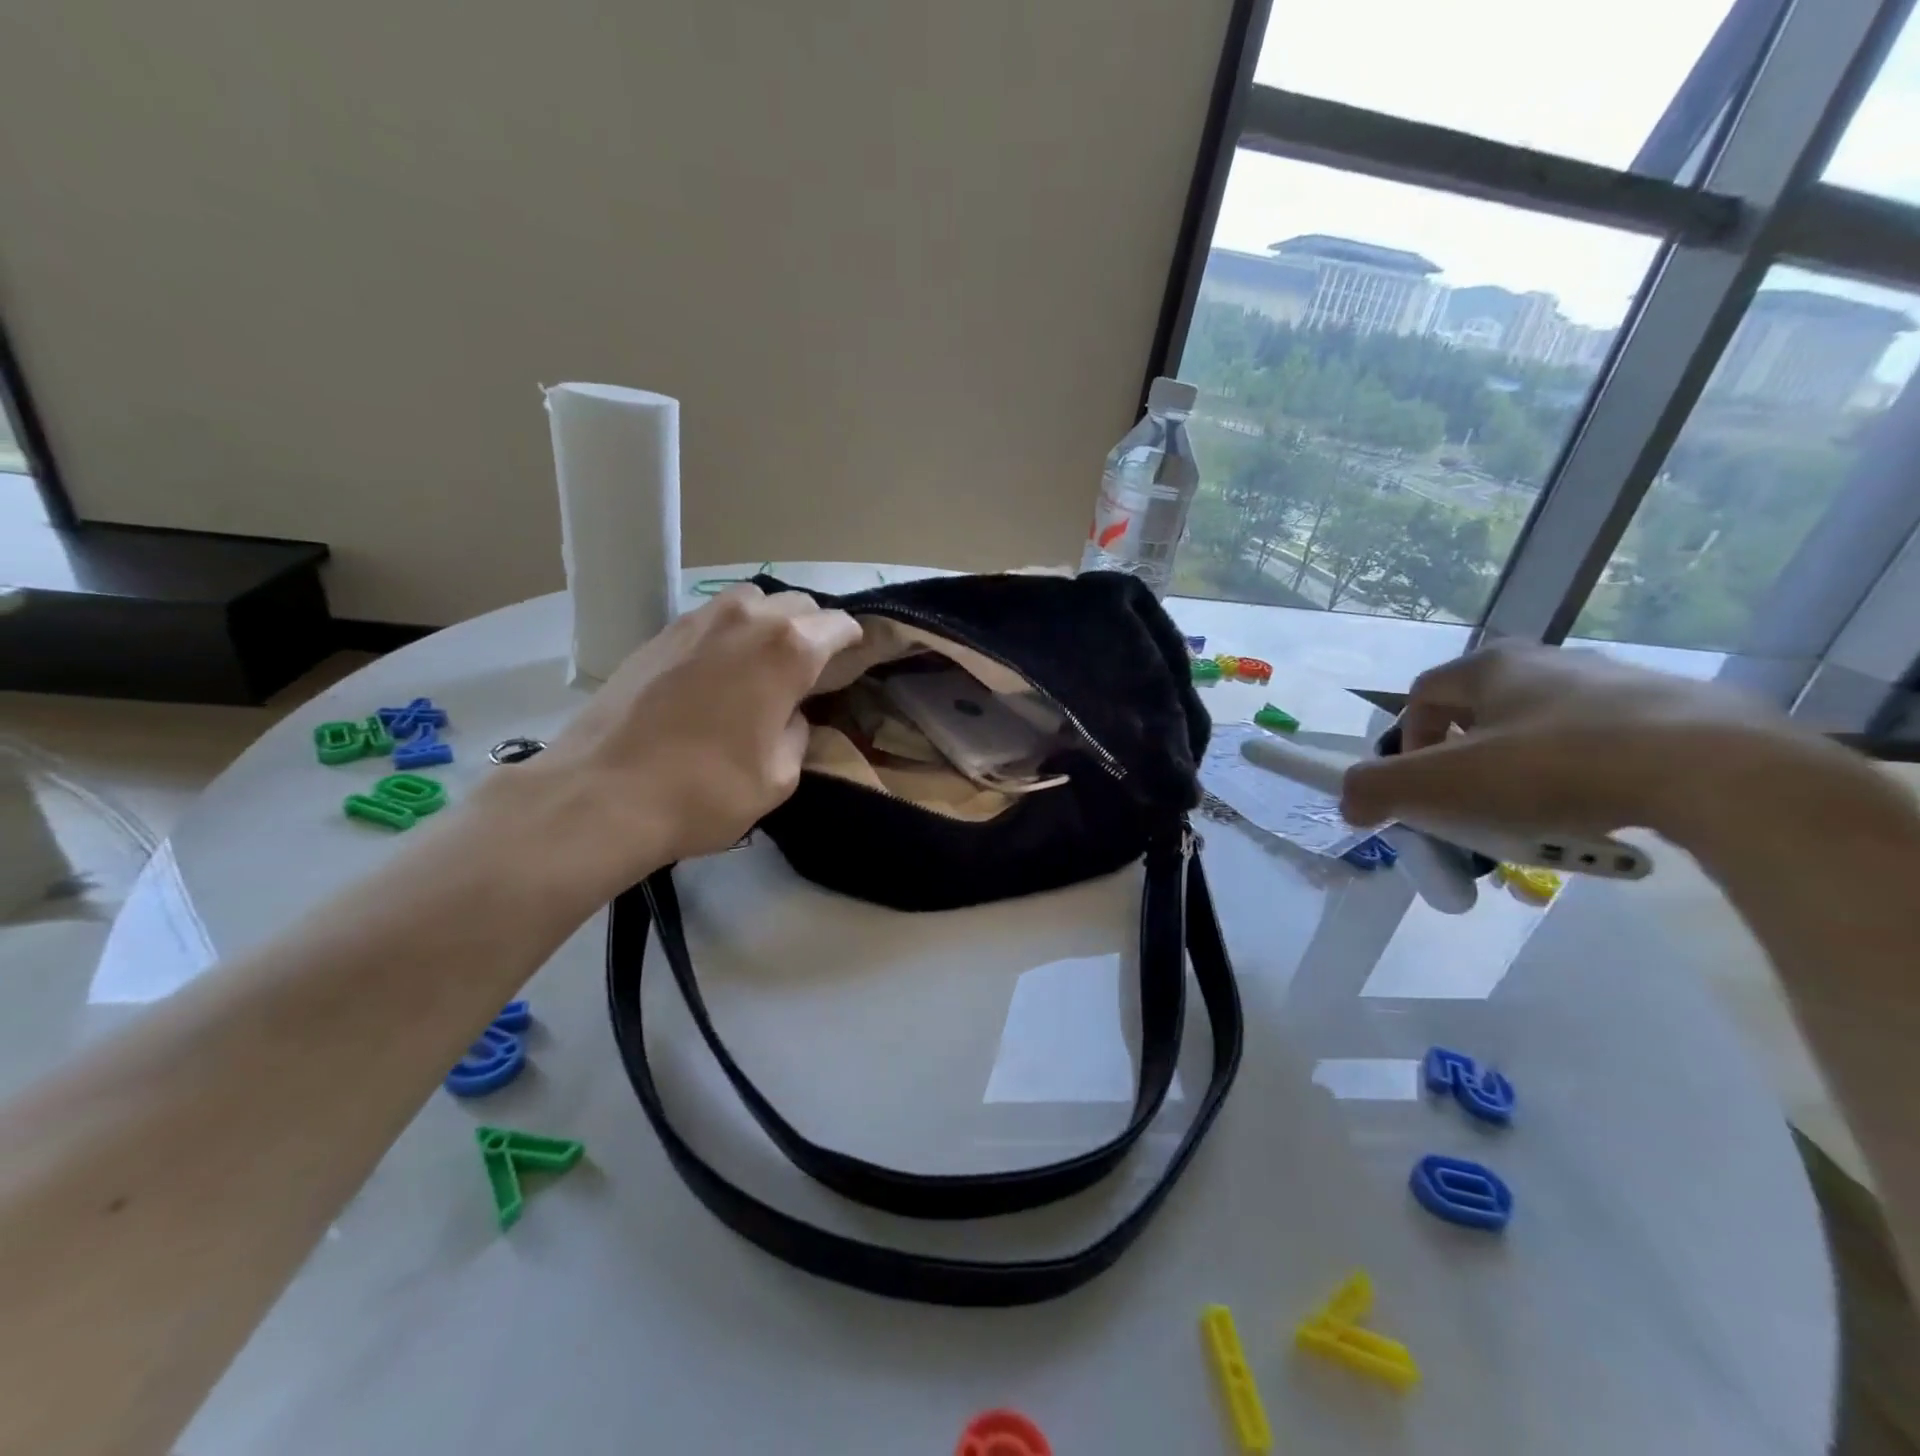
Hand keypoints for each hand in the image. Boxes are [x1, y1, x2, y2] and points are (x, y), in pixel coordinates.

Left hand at [486, 585, 861, 899]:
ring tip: (762, 664)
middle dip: (813, 631)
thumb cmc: (706, 791)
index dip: (852, 645)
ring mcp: (697, 620)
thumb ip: (798, 733)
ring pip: (752, 601)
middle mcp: (747, 619)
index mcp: (788, 650)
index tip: (851, 666)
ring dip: (768, 624)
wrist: (602, 794)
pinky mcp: (660, 633)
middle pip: (797, 605)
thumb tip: (789, 714)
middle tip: (809, 671)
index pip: (839, 625)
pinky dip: (729, 634)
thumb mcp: (779, 777)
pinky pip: (712, 618)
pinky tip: (718, 672)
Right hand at [1340, 640, 1805, 840]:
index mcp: (1492, 666)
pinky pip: (1602, 753)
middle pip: (1480, 718)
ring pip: (1540, 738)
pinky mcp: (1674, 717)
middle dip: (1465, 768)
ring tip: (1536, 826)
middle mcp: (1550, 662)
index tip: (1419, 788)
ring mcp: (1617, 686)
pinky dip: (1582, 786)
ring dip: (1521, 781)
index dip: (1406, 742)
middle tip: (1473, 812)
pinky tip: (1595, 820)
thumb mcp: (1443, 783)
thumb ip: (1377, 789)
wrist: (1720, 773)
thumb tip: (1349, 803)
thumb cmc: (1556, 767)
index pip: (1423, 695)